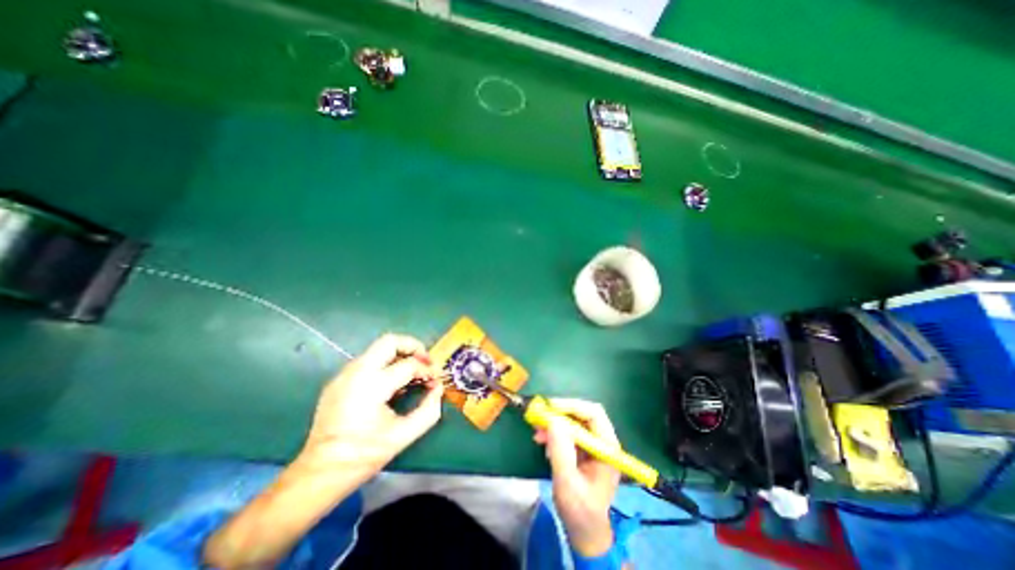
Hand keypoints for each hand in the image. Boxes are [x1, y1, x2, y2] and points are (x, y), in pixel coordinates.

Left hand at [297, 334, 443, 476]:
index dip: (427, 370)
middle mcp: (356, 373)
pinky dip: (385, 365)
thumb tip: (438, 389)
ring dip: (399, 355)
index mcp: (372, 386)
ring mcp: (344, 375)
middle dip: (413, 346)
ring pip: (377, 349)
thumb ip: (428, 410)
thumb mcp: (403, 436)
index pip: (408, 365)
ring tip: (411, 373)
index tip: (435, 381)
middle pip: (389, 341)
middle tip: (425, 361)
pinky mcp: (338, 381)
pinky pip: (367, 362)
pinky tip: (391, 384)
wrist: (319, 474)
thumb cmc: (363, 455)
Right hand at [535, 399, 623, 553]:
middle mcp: (603, 441)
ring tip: (537, 433)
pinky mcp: (584, 449)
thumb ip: (561, 451)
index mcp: (607, 448)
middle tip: (540, 416)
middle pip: (583, 414)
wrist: (585, 531)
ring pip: (574, 421)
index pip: (594, 414)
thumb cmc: (580, 511)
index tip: (550, 407)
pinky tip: (544, 443)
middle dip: (561, 413)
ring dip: (555, 423)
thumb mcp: (567, 482)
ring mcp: (593, 445)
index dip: (572, 406)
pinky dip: (555, 433)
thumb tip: (553, 420)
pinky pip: (569, 432)